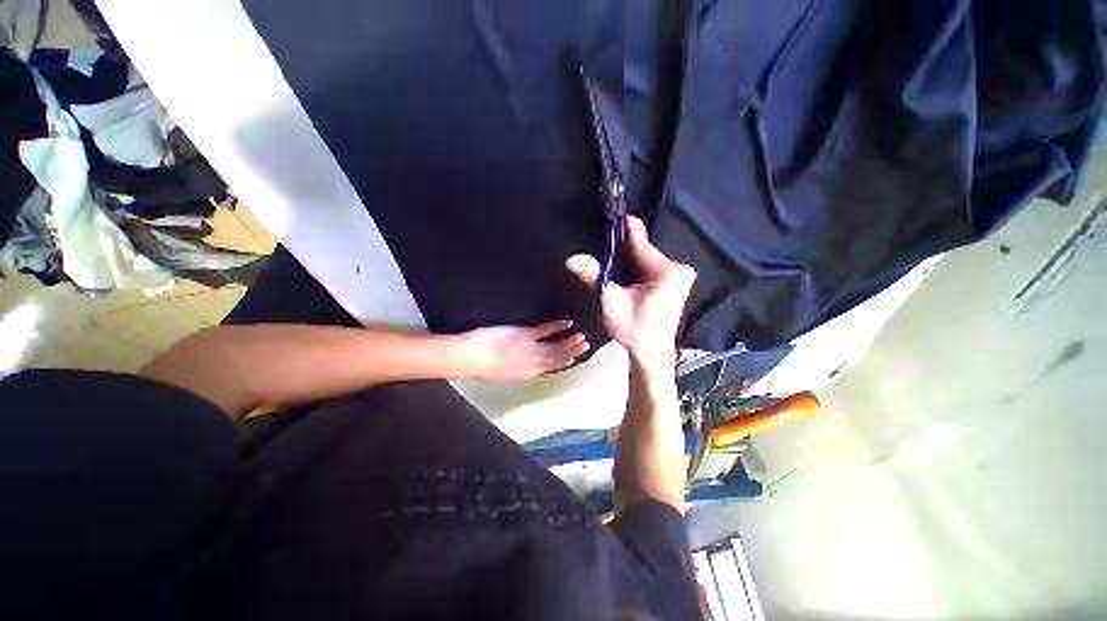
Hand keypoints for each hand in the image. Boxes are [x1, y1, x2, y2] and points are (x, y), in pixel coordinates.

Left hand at [463, 321, 588, 379]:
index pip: (551, 368)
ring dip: (570, 341)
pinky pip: (545, 330)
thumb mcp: (503, 373)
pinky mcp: (525, 334)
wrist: (471, 357)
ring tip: (581, 335)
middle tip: (585, 345)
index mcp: (527, 373)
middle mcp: (533, 364)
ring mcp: (530, 348)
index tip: (574, 358)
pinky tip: (566, 321)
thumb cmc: (482, 367)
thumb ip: (519, 369)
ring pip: (556, 346)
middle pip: (558, 358)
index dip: (564, 362)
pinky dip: (557, 325)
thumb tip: (527, 365)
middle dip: (572, 351)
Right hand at [566, 216, 695, 367]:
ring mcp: (679, 276)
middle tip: (603, 243)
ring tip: (610, 257)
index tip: (613, 213)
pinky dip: (636, 268)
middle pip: (643, 250)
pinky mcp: (675, 283)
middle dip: (624, 249)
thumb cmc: (634, 330)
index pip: (641, 241)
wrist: (651, 353)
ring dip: (629, 259)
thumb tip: (572, 259)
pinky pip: (651, 267)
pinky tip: (624, 272)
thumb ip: (594, 277)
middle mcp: (678, 269)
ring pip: (646, 259)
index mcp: (666, 271)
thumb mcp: (611, 302)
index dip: (625, 228)